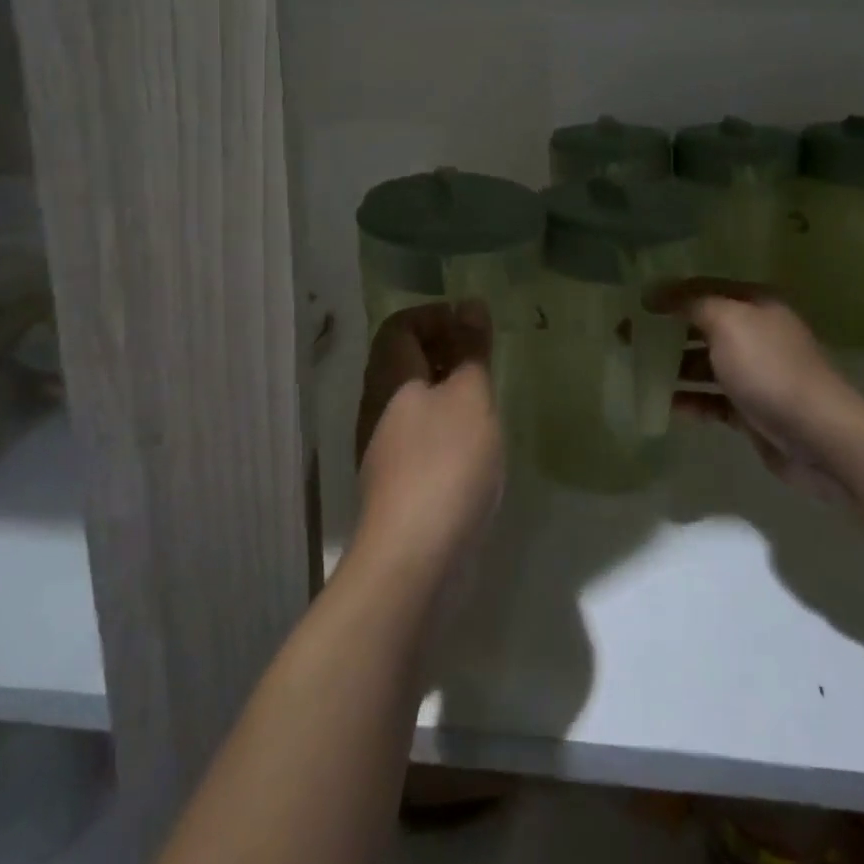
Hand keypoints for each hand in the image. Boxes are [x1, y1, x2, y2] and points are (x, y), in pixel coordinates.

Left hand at [354, 301, 504, 579]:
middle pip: (402, 361)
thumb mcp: (470, 396)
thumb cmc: (446, 463)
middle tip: (484, 358)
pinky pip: (419, 434)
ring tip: (485, 396)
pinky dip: (445, 424)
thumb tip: (470, 303)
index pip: (398, 326)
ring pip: (411, 400)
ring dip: (446, 388)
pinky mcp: (398, 483)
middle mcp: (377, 407)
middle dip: (443, 349)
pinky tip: (475, 443)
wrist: (414, 560)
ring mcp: (384, 448)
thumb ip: (471, 349)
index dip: (433, 315)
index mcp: (389, 378)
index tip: (472, 324)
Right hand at [646, 278, 855, 497]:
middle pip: (701, 325)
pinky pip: (712, 399)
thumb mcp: (728, 322)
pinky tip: (666, 406)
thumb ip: (690, 303)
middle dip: (664, 331)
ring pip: (704, 364)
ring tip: (638, 371)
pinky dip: (690, 400)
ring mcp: (755, 373)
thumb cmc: (770, 369)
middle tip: (625, 339)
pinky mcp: (751, 409)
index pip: (702, 289)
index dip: (667, 295)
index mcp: (755, 304)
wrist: (819, 435)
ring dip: (673, 366)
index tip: (632, 306)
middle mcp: (756, 333)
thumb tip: (656, 294)